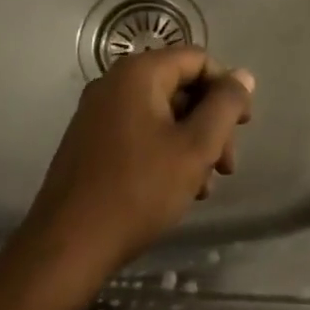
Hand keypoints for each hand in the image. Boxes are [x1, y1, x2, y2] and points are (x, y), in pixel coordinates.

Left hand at [22, 48, 254, 279]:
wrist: (66, 249)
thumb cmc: (138, 190)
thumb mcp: (196, 147)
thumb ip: (225, 106)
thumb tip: (243, 76)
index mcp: (138, 74)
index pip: (198, 60)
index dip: (226, 89)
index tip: (243, 127)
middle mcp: (114, 83)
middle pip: (180, 87)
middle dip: (211, 123)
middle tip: (227, 165)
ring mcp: (97, 113)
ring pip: (162, 114)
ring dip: (191, 142)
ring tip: (204, 186)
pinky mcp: (89, 142)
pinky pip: (139, 131)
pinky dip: (165, 151)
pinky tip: (177, 189)